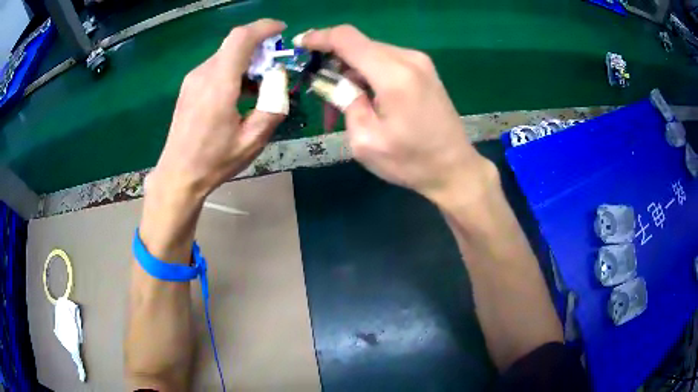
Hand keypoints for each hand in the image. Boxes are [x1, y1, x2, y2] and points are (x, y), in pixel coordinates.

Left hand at [149, 19, 286, 199]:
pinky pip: (215, 66)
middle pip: (234, 44)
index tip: (281, 31)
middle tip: (275, 67)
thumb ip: (273, 106)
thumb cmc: (214, 161)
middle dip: (259, 47)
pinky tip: (239, 93)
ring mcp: (193, 79)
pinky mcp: (189, 86)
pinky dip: (233, 69)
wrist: (178, 175)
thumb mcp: (253, 140)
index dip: (263, 28)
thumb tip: (280, 80)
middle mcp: (203, 74)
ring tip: (258, 86)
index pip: (241, 38)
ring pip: (225, 54)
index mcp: (219, 85)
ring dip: (246, 60)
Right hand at [299, 26, 495, 206]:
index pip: (347, 38)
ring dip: (352, 73)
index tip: (300, 45)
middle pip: (358, 46)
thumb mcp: (365, 141)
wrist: (454, 169)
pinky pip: (387, 62)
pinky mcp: (424, 71)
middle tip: (324, 97)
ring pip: (371, 54)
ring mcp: (420, 63)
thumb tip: (335, 81)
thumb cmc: (410, 162)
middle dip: (334, 65)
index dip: (319, 38)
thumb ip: (346, 103)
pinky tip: (367, 100)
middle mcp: (409, 59)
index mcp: (394, 75)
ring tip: (346, 106)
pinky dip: (369, 75)